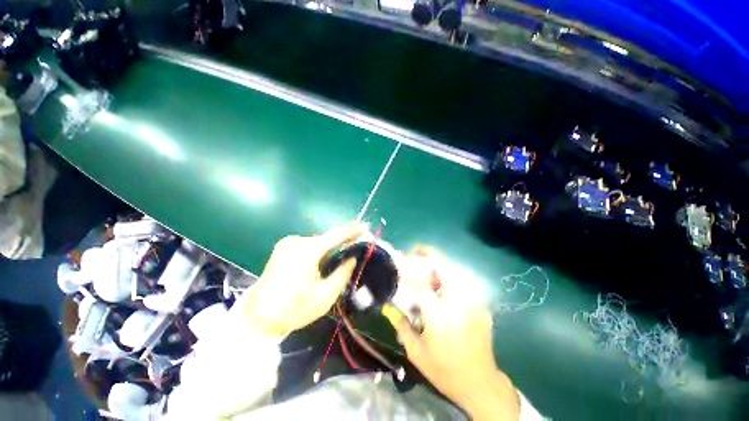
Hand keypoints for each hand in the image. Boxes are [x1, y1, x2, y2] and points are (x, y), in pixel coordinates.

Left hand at [237, 225, 363, 336]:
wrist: (258, 316)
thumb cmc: (294, 309)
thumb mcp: (325, 296)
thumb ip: (342, 274)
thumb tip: (352, 258)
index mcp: (307, 251)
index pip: (336, 235)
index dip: (352, 230)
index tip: (365, 226)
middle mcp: (297, 242)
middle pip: (326, 237)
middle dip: (343, 239)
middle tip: (358, 239)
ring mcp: (288, 243)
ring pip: (317, 241)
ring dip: (331, 245)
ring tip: (344, 249)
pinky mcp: (283, 247)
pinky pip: (308, 244)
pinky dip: (319, 248)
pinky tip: (324, 257)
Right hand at [383, 249, 519, 420]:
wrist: (480, 384)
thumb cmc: (444, 370)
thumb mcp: (416, 351)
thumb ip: (401, 325)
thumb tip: (386, 307)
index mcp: (439, 314)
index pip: (421, 283)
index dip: (409, 273)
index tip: (400, 265)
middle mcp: (458, 302)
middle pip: (444, 267)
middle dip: (429, 254)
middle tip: (416, 250)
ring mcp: (473, 302)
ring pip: (456, 270)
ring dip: (440, 262)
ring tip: (427, 262)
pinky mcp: (481, 305)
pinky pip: (464, 282)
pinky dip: (451, 275)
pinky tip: (442, 281)